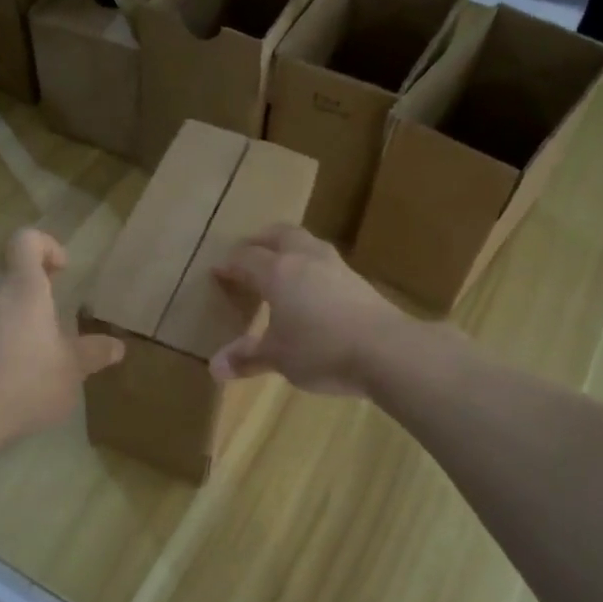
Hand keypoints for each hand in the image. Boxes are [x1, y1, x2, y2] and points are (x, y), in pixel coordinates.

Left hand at [0, 229, 123, 443]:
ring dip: (15, 310)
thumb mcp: (72, 370)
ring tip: (36, 345)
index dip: (46, 245)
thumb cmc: (27, 382)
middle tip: (54, 310)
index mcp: (23, 288)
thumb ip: (94, 353)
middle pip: (8, 268)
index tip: (63, 271)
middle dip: (33, 282)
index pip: (26, 239)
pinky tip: (11, 368)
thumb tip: (117, 346)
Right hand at [210, 224, 410, 397]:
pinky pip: (325, 262)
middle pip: (279, 234)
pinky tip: (312, 287)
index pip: (246, 258)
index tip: (218, 271)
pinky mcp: (359, 281)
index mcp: (278, 272)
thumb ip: (247, 358)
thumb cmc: (321, 349)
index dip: (230, 264)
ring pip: (307, 243)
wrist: (388, 350)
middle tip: (249, 252)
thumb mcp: (278, 357)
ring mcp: (336, 267)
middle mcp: (306, 259)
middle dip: (260, 241)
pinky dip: (310, 265)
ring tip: (281, 264)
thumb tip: (214, 367)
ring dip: (289, 247)